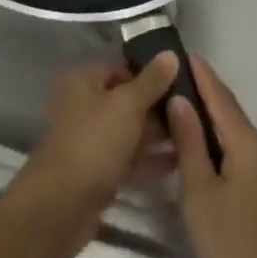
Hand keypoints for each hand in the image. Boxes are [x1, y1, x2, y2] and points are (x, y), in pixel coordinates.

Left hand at [5, 55, 178, 257]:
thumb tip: (171, 54)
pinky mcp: (97, 173)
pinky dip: (149, 160)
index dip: (149, 75)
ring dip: (156, 135)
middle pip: (125, 102)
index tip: (181, 84)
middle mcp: (84, 107)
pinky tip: (179, 163)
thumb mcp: (127, 105)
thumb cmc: (94, 142)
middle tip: (194, 112)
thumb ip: (151, 81)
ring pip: (128, 133)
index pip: (120, 70)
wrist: (63, 204)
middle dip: (156, 108)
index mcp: (83, 82)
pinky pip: (128, 160)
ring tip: (194, 137)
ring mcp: (90, 142)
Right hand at [167, 56, 256, 257]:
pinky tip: (211, 180)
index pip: (221, 98)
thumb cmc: (237, 251)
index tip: (185, 53)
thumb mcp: (201, 196)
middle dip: (204, 107)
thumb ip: (190, 144)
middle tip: (172, 97)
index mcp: (251, 146)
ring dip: (214, 141)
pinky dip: (229, 165)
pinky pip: (253, 172)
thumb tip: (181, 100)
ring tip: (182, 140)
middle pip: (233, 122)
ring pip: (242, 150)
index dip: (202, 75)